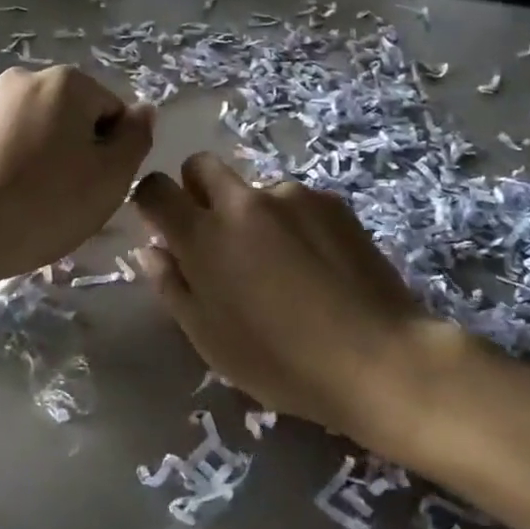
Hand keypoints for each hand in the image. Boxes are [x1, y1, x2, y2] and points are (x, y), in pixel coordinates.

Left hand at [0, 67, 152, 313]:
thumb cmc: (45, 204)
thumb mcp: (111, 178)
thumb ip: (136, 137)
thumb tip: (144, 109)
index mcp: (65, 82)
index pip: (110, 111)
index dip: (112, 151)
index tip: (96, 185)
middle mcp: (22, 78)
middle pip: (69, 115)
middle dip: (74, 149)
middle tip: (67, 196)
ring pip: (31, 127)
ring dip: (39, 154)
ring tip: (30, 200)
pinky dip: (6, 161)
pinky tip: (0, 196)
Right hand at [132, 153, 463, 440]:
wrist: (377, 358)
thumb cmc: (280, 362)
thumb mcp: (209, 339)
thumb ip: (173, 286)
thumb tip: (152, 251)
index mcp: (204, 236)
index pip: (156, 189)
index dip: (152, 202)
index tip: (163, 227)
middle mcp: (242, 202)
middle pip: (201, 165)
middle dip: (196, 189)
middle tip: (214, 234)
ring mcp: (290, 196)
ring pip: (252, 188)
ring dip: (250, 214)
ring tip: (281, 264)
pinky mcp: (331, 201)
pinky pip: (294, 201)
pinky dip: (291, 222)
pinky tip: (315, 264)